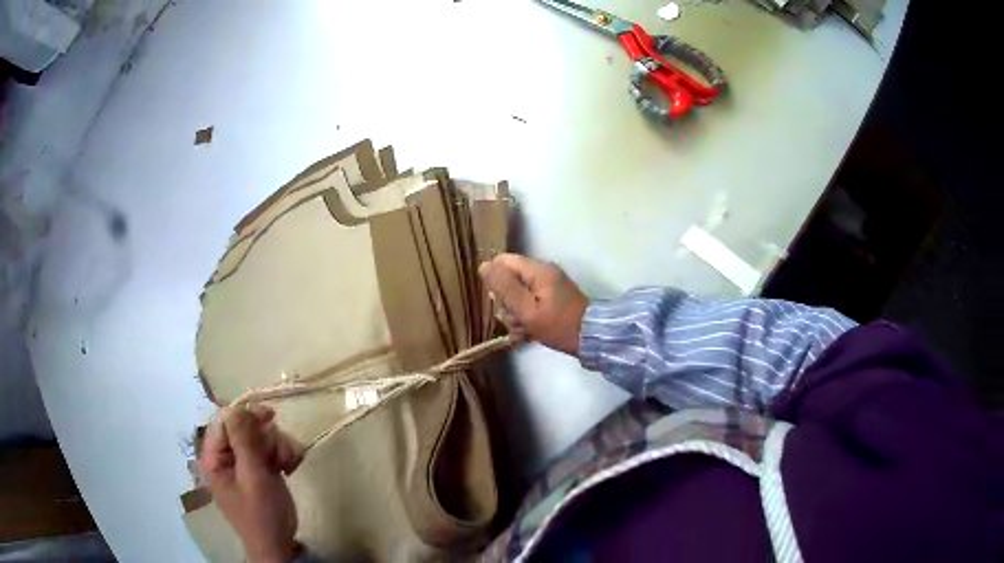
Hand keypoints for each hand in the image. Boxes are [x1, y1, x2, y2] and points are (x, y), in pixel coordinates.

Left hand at [201, 405, 303, 562]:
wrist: (278, 544)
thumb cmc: (260, 514)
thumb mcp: (252, 479)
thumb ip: (244, 442)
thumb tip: (238, 407)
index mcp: (215, 456)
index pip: (225, 421)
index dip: (246, 415)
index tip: (270, 417)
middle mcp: (229, 455)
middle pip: (247, 426)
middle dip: (267, 437)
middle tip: (279, 456)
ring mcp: (246, 461)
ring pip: (263, 435)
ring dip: (280, 446)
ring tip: (287, 466)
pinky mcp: (262, 468)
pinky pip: (274, 448)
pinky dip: (285, 454)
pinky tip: (290, 467)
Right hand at [478, 253, 589, 355]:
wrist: (591, 339)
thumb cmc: (558, 325)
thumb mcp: (527, 309)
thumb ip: (505, 287)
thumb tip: (484, 265)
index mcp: (537, 270)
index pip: (503, 261)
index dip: (494, 279)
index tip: (498, 302)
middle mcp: (543, 272)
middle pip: (510, 278)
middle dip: (506, 301)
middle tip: (513, 320)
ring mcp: (549, 285)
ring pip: (518, 294)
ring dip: (515, 313)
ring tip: (522, 330)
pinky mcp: (553, 298)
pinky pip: (530, 302)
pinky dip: (526, 316)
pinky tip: (528, 332)